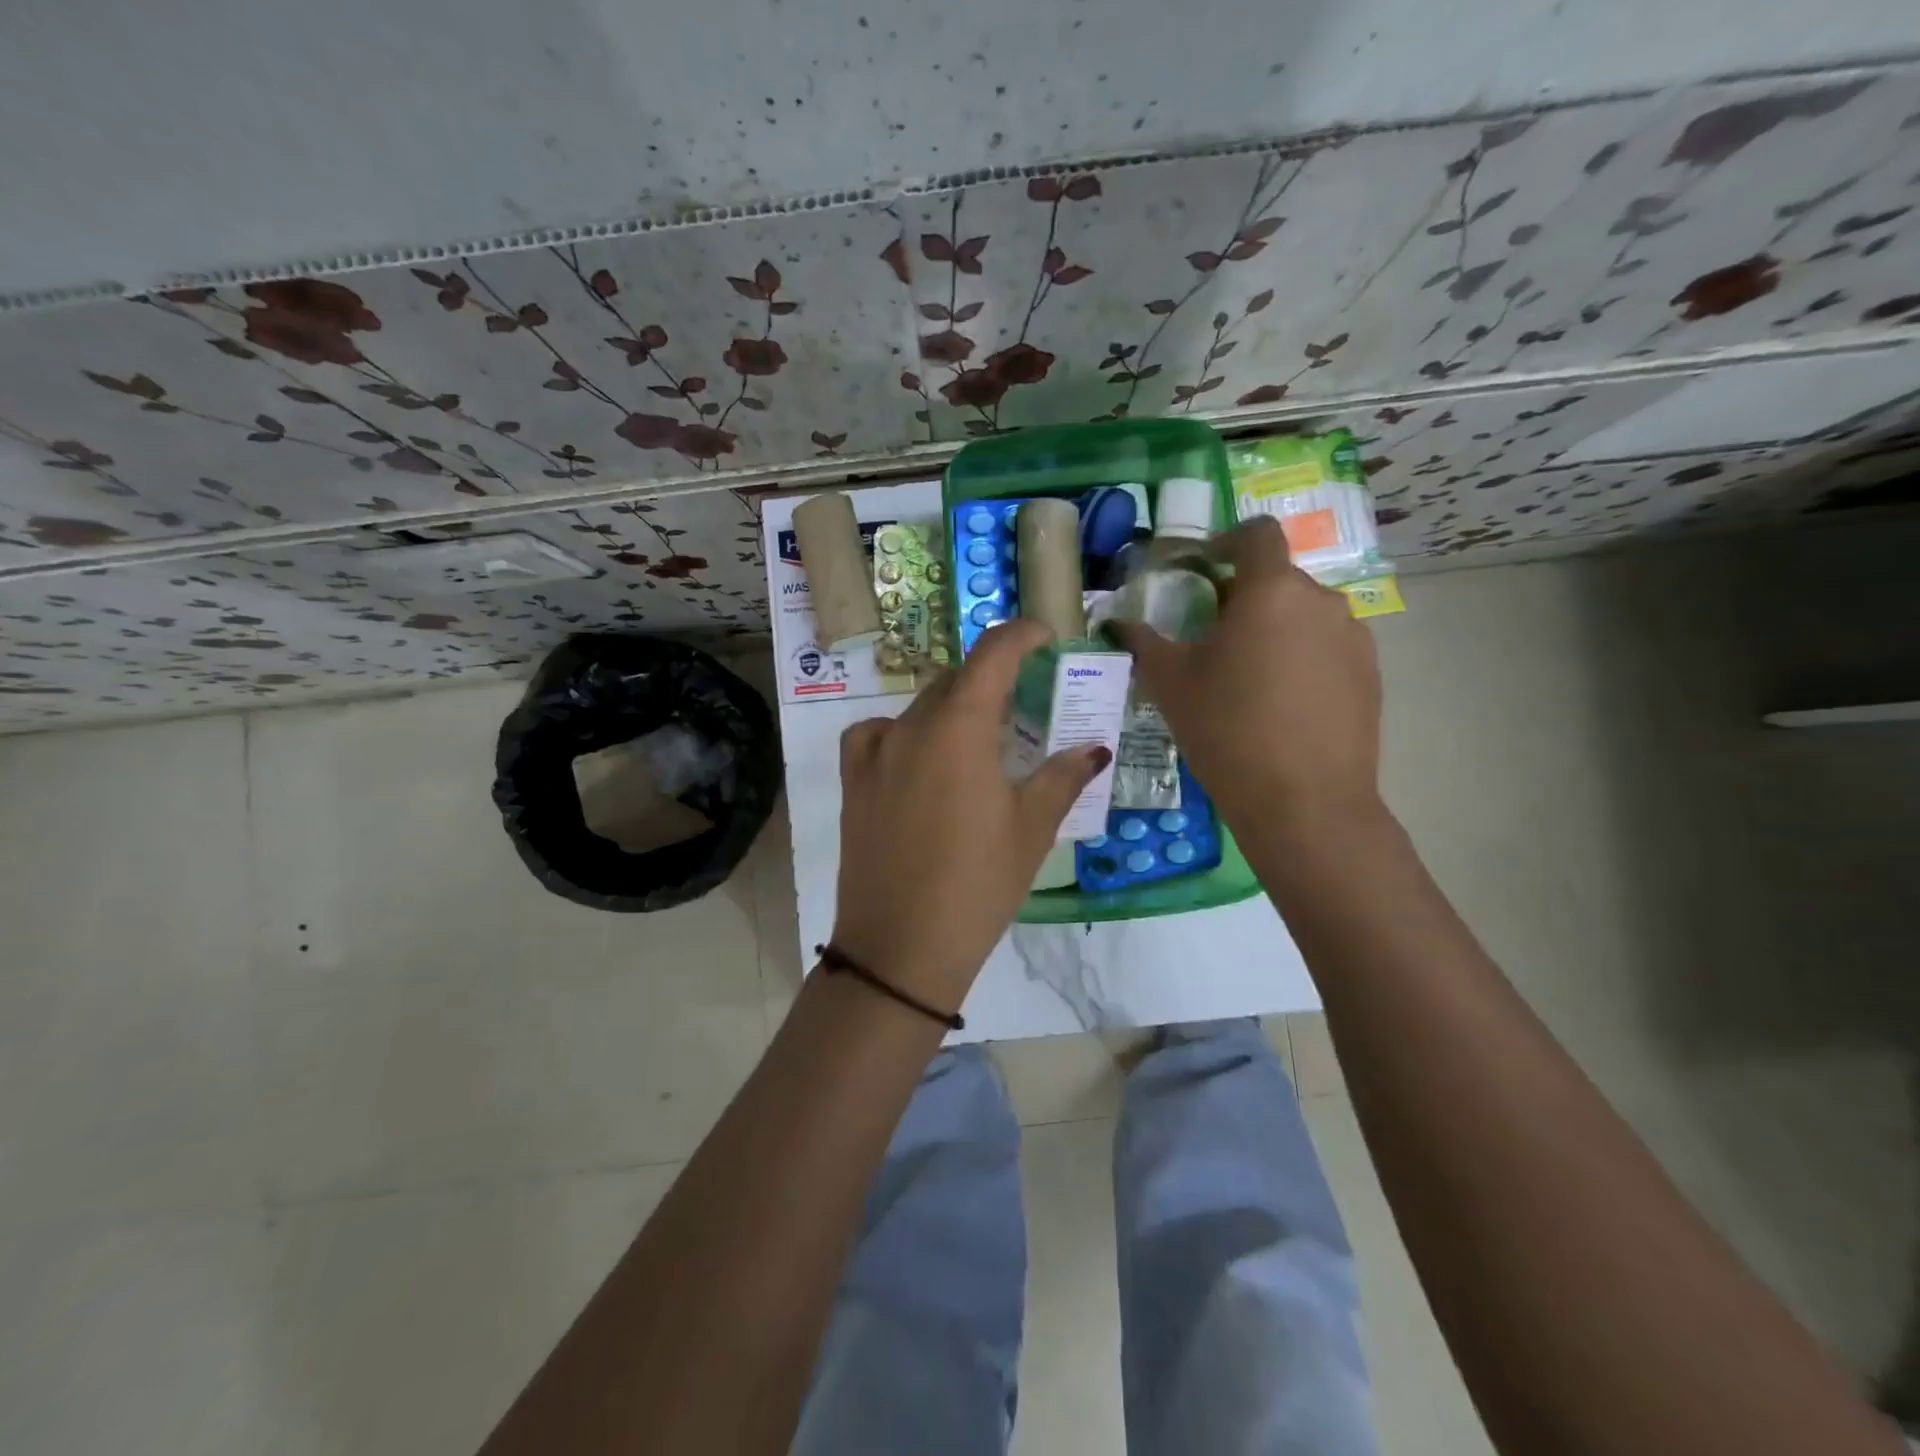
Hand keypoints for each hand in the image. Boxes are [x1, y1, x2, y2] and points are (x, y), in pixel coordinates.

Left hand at [831, 619, 1108, 1016]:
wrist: (901, 946)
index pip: (991, 655)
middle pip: (955, 680)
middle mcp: (911, 727)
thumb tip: (1094, 749)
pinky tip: (918, 758)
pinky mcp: (853, 781)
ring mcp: (875, 753)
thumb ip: (1062, 777)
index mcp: (959, 728)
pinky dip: (905, 732)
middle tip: (1023, 699)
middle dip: (991, 678)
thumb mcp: (1031, 829)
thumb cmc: (978, 884)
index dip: (1020, 635)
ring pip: (919, 708)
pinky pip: (877, 735)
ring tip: (978, 737)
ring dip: (952, 708)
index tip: (1044, 635)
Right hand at [1108, 516, 1382, 834]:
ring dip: (1274, 627)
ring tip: (1248, 675)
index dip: (1228, 540)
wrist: (1304, 802)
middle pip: (1278, 579)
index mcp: (1271, 591)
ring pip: (1305, 614)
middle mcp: (1321, 601)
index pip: (1257, 534)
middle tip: (1212, 637)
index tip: (1204, 567)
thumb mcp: (1171, 684)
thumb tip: (1116, 622)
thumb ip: (1143, 642)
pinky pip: (1328, 647)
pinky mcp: (1371, 674)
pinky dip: (1302, 656)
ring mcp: (1354, 637)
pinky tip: (1281, 702)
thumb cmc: (1227, 730)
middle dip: (1244, 595)